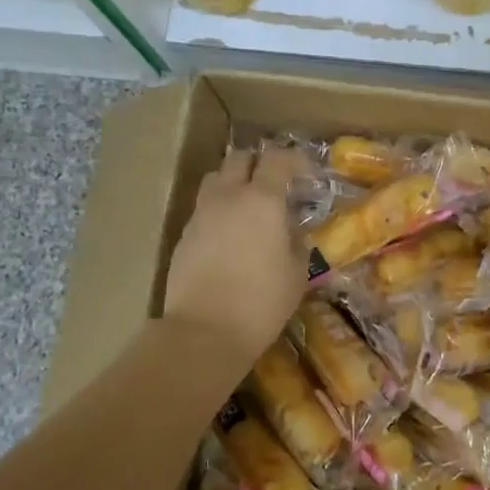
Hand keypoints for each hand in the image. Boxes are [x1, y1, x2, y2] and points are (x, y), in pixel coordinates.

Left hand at [163, 145, 305, 360]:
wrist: (203, 331)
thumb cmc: (261, 302)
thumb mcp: (297, 274)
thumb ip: (297, 243)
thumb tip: (293, 233)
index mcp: (262, 200)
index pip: (277, 158)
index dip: (294, 159)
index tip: (306, 173)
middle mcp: (228, 196)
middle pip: (239, 158)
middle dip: (259, 163)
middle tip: (274, 184)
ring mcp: (201, 214)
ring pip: (215, 179)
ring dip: (233, 182)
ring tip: (247, 206)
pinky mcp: (183, 235)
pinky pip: (203, 209)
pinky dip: (218, 211)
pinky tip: (228, 237)